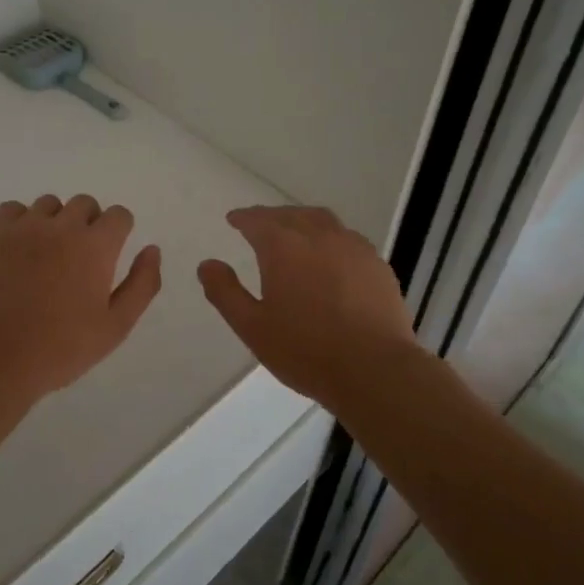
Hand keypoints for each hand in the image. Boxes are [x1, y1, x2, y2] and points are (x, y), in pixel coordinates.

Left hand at [0, 194, 162, 401]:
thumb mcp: (116, 326)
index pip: (119, 215)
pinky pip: (13, 209)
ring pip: (49, 205)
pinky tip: (20, 249)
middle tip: (80, 259)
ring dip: (56, 222)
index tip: (109, 255)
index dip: (119, 232)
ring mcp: (25, 227)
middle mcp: (62, 226)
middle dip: (89, 224)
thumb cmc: (63, 348)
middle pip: (85, 204)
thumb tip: (152, 249)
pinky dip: (21, 222)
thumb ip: (142, 284)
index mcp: (96, 246)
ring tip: (47, 256)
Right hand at [198, 206, 420, 406]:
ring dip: (302, 220)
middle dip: (272, 217)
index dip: (243, 218)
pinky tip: (331, 257)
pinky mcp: (377, 265)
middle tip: (260, 225)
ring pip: (323, 220)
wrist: (374, 370)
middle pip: (291, 214)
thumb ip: (225, 292)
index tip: (234, 220)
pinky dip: (330, 238)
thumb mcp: (252, 326)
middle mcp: (318, 235)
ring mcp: (353, 247)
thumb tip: (207, 264)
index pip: (257, 220)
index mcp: (283, 246)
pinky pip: (348, 239)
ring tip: (295, 232)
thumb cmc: (305, 350)